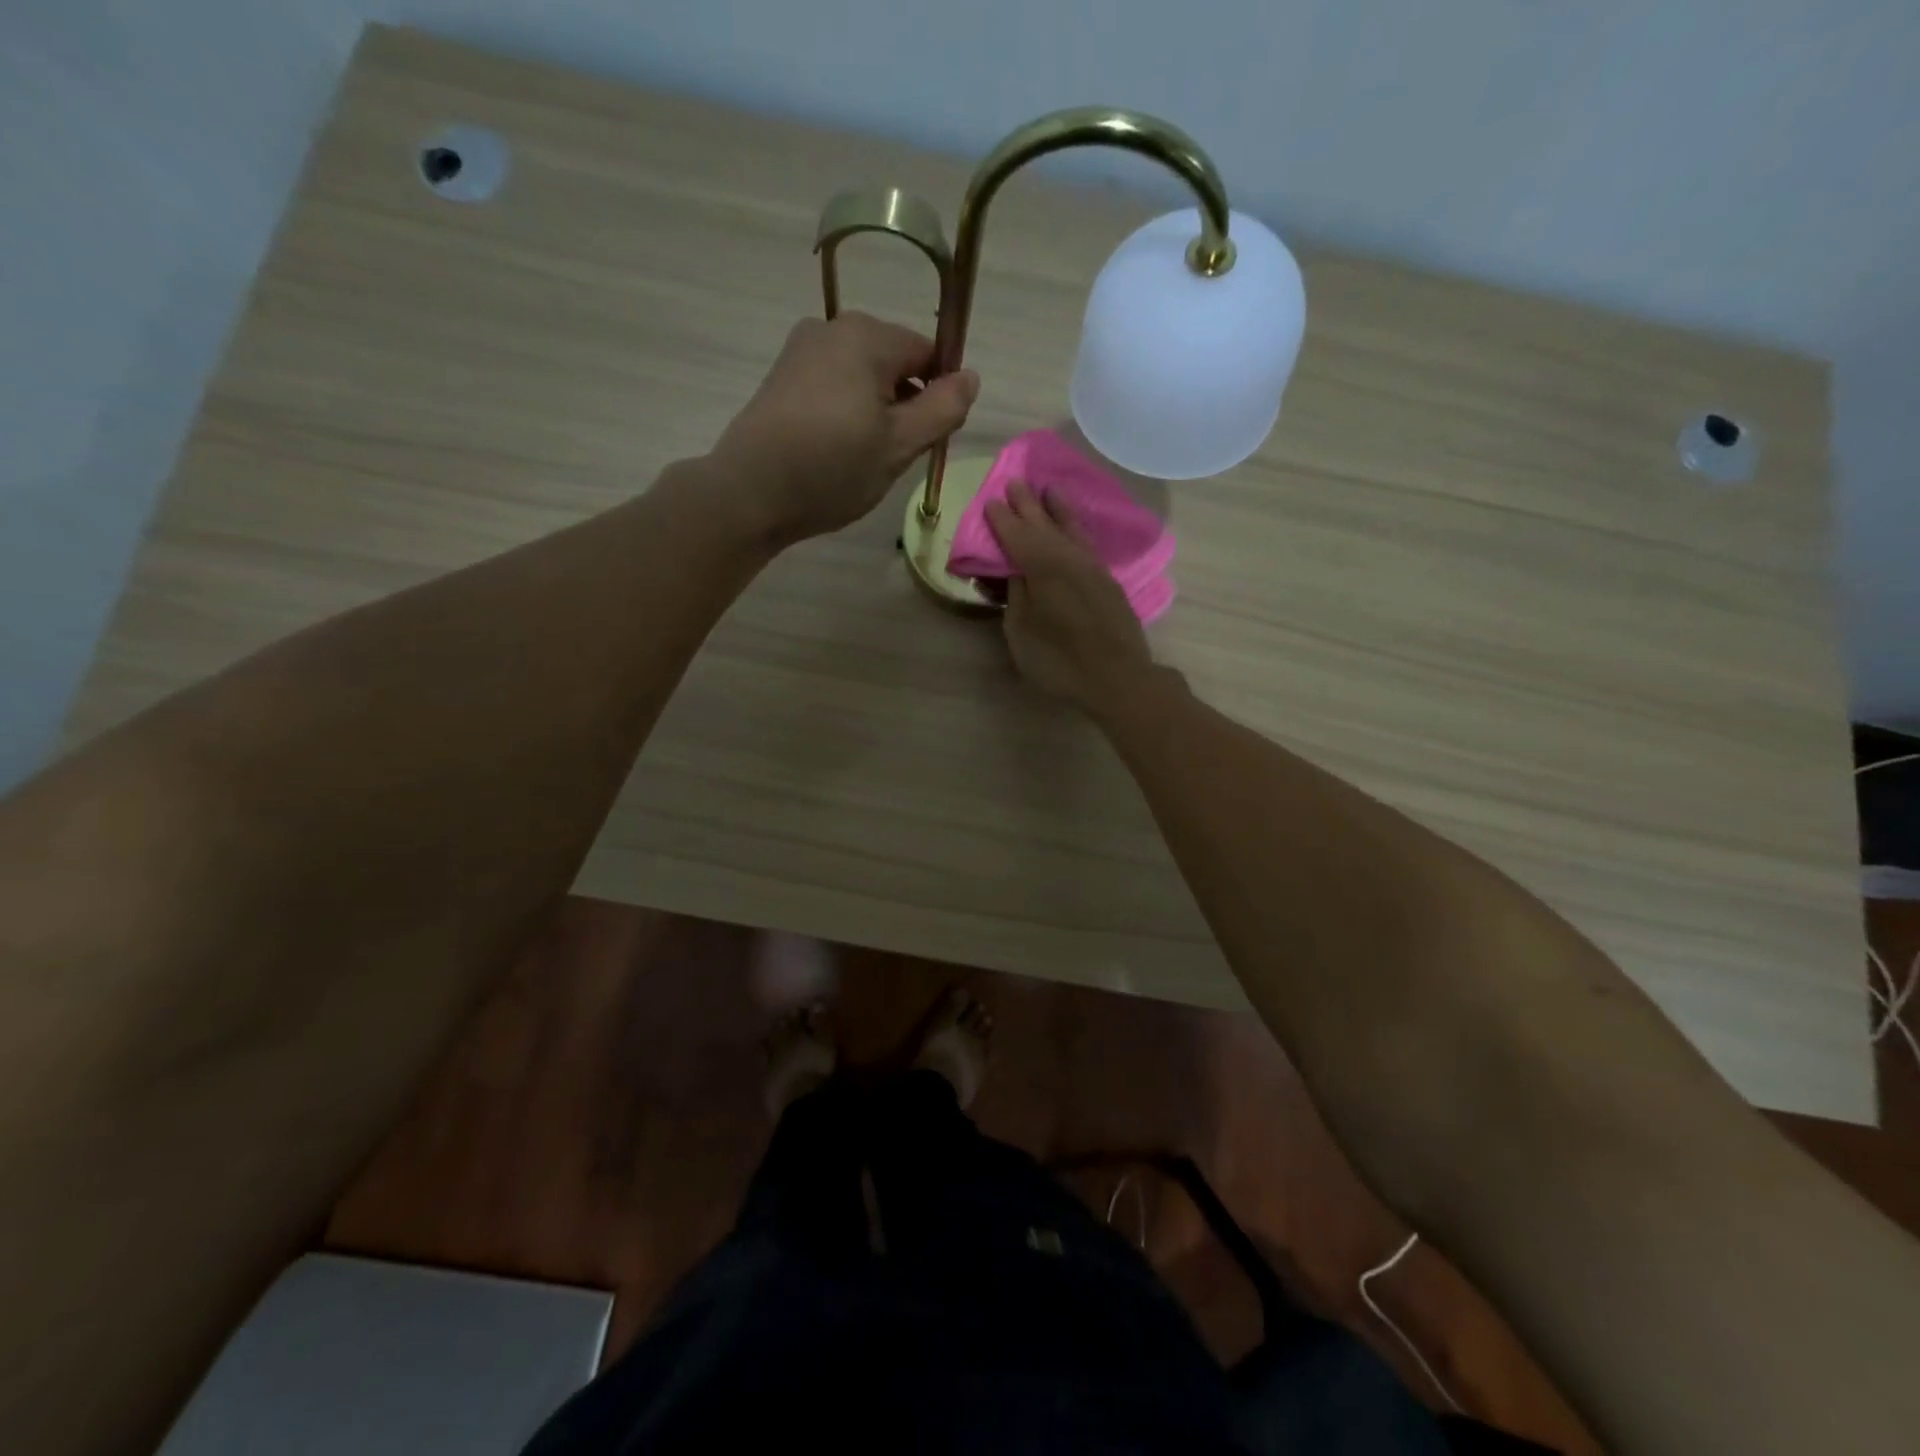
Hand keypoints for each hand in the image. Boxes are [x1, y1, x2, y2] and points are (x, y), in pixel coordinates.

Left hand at [708, 312, 978, 545]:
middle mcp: (832, 328)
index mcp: (867, 336)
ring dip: (876, 411)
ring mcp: (801, 350)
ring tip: (863, 458)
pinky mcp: (781, 377)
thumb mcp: (900, 445)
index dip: (940, 395)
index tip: (930, 439)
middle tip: (896, 456)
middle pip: (894, 362)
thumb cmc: (832, 468)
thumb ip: (943, 408)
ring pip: (862, 377)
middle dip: (905, 403)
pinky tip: (835, 450)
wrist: (750, 492)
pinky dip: (846, 412)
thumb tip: (970, 376)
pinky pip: (833, 386)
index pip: (928, 353)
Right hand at [985, 482, 1154, 713]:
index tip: (991, 500)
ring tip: (1049, 491)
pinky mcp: (1108, 581)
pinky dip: (1076, 529)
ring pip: (1071, 529)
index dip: (1002, 519)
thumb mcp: (1021, 630)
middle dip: (1027, 505)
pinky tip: (1074, 529)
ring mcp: (1092, 568)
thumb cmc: (1059, 660)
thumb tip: (1017, 572)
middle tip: (1015, 483)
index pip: (1016, 535)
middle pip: (1044, 525)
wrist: (1117, 677)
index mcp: (1041, 566)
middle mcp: (1068, 557)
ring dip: (1058, 510)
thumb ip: (1016, 595)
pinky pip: (1086, 543)